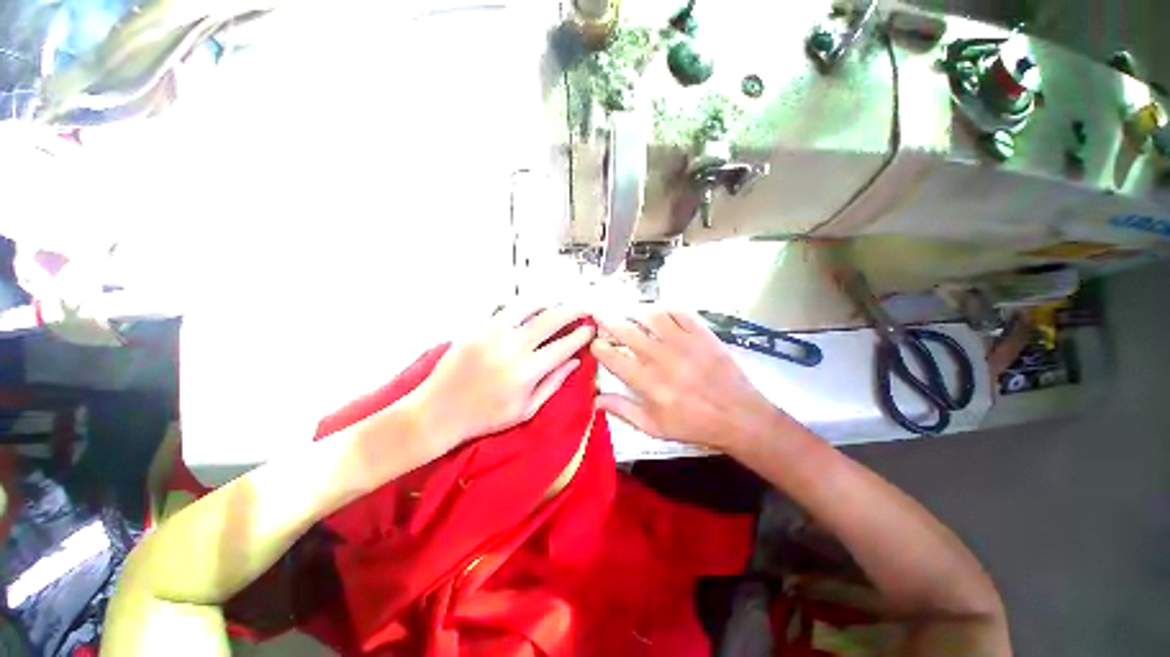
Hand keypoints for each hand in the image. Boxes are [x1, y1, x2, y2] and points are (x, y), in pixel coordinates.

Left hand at [409, 306, 595, 451]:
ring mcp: (493, 334)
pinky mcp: (477, 328)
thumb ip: (553, 384)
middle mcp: (512, 347)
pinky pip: (505, 308)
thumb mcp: (526, 410)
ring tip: (557, 306)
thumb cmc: (485, 417)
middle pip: (551, 319)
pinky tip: (529, 309)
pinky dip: (523, 306)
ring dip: (548, 304)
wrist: (438, 411)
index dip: (581, 335)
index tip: (591, 329)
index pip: (563, 346)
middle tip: (583, 309)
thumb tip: (575, 362)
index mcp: (527, 372)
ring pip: (528, 306)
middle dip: (572, 311)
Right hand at [591, 308, 782, 452]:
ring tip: (627, 312)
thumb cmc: (693, 425)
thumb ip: (623, 411)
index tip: (595, 343)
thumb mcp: (654, 427)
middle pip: (627, 331)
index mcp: (647, 382)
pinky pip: (680, 312)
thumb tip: (595, 399)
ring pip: (651, 316)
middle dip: (608, 321)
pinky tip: (659, 312)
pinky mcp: (702, 334)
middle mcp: (662, 358)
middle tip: (599, 315)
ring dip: (634, 311)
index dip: (599, 347)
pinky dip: (665, 308)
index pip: (613, 358)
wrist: (739, 417)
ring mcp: (683, 343)